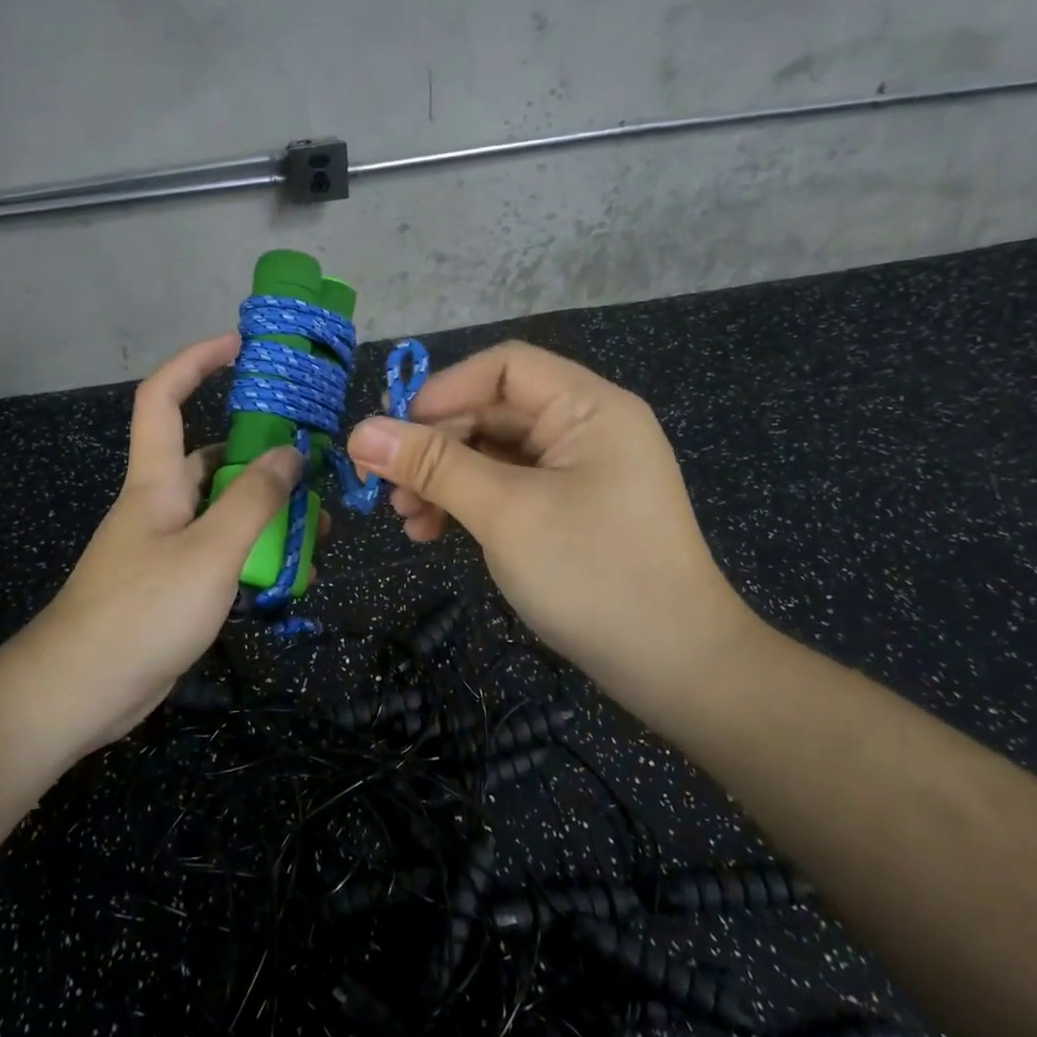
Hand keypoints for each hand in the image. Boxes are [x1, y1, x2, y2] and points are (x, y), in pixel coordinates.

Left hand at [22, 334, 302, 750]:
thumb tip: (292, 451)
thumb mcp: (210, 551)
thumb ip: (254, 499)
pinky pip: (223, 551)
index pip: (164, 397)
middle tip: (314, 461)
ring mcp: (167, 545)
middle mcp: (161, 503)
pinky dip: (256, 552)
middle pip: (212, 457)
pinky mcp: (176, 583)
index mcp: (156, 480)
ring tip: (319, 524)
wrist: (80, 693)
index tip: (240, 345)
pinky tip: (292, 569)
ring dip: (268, 510)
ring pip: (225, 509)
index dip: (196, 361)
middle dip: (262, 452)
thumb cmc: (142, 610)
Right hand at [345, 341, 756, 687]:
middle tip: (385, 487)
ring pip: (494, 455)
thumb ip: (432, 466)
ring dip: (444, 479)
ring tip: (406, 520)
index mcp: (588, 407)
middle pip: (494, 411)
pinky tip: (433, 533)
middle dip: (436, 446)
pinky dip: (469, 504)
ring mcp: (580, 472)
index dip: (444, 391)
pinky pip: (508, 488)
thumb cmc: (592, 574)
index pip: (504, 367)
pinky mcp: (570, 510)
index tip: (395, 433)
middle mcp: (586, 429)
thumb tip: (359, 431)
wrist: (677, 669)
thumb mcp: (504, 513)